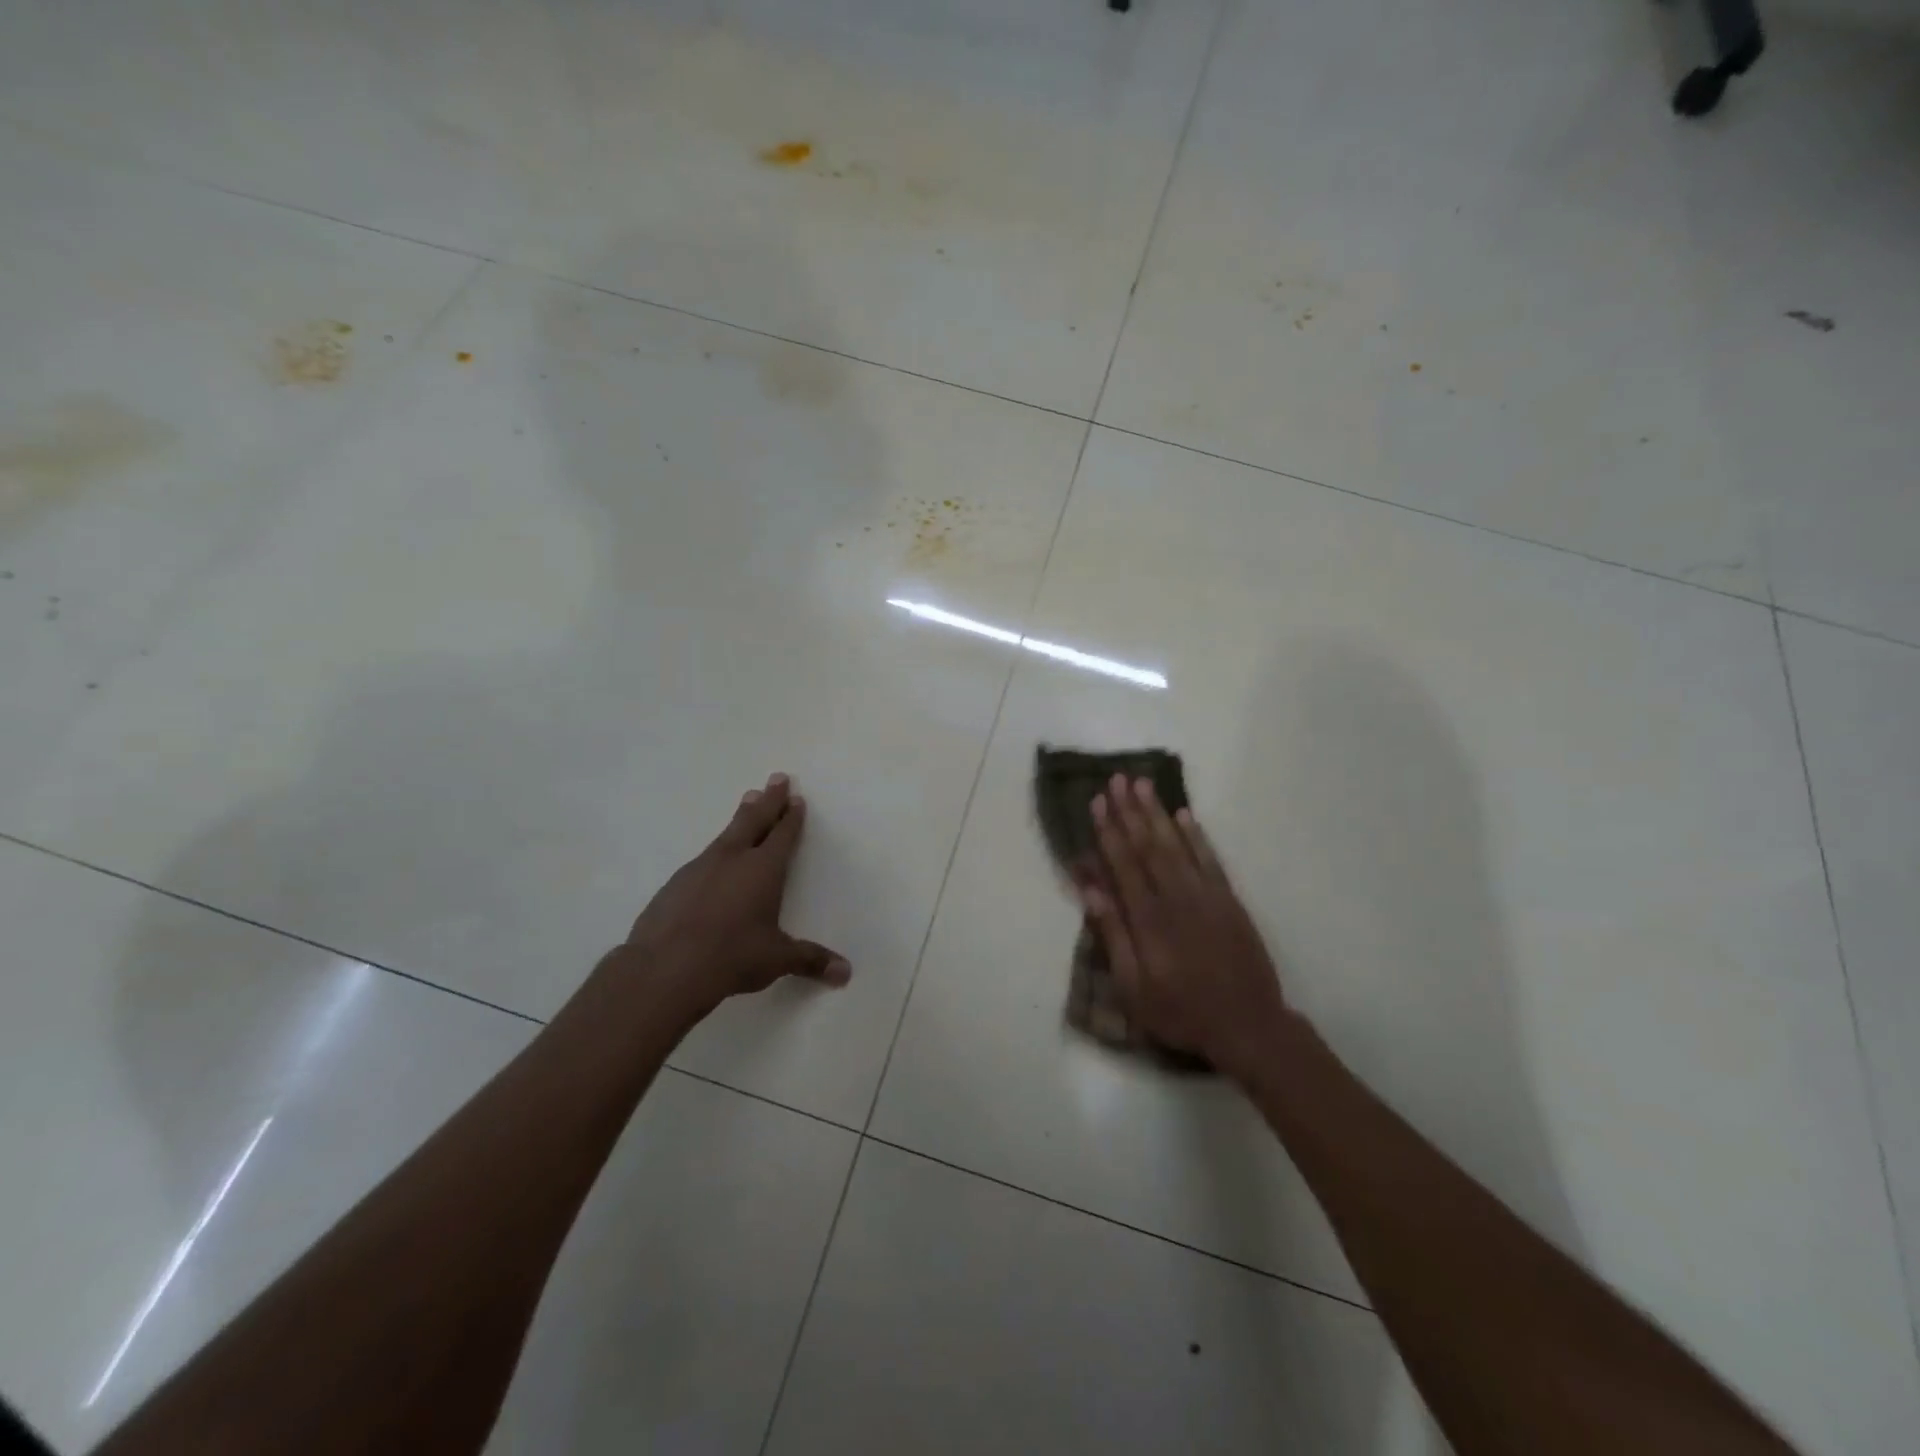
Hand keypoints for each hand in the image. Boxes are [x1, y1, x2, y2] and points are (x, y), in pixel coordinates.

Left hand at [613, 774, 850, 1023]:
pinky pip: (704, 858)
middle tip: (777, 777)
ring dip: (741, 817)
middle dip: (769, 799)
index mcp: (763, 869)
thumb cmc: (732, 956)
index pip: (783, 835)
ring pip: (727, 834)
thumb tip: (846, 973)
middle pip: (755, 819)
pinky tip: (714, 861)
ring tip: (748, 802)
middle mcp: (733, 859)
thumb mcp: (777, 959)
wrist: (665, 968)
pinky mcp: (676, 884)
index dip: (791, 817)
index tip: (796, 798)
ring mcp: (700, 868)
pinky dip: (716, 851)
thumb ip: (811, 960)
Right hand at [1080, 775, 1289, 1080]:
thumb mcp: (1134, 987)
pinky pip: (1210, 859)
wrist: (1248, 1025)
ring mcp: (1206, 895)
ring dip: (1157, 813)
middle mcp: (1176, 897)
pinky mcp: (1229, 900)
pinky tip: (1185, 815)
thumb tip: (1092, 891)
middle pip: (1148, 845)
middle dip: (1130, 810)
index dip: (1108, 831)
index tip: (1097, 802)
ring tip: (1143, 784)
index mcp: (1148, 918)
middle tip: (1116, 779)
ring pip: (1177, 844)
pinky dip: (1197, 835)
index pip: (1123, 864)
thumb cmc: (1182, 1011)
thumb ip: (1113, 936)